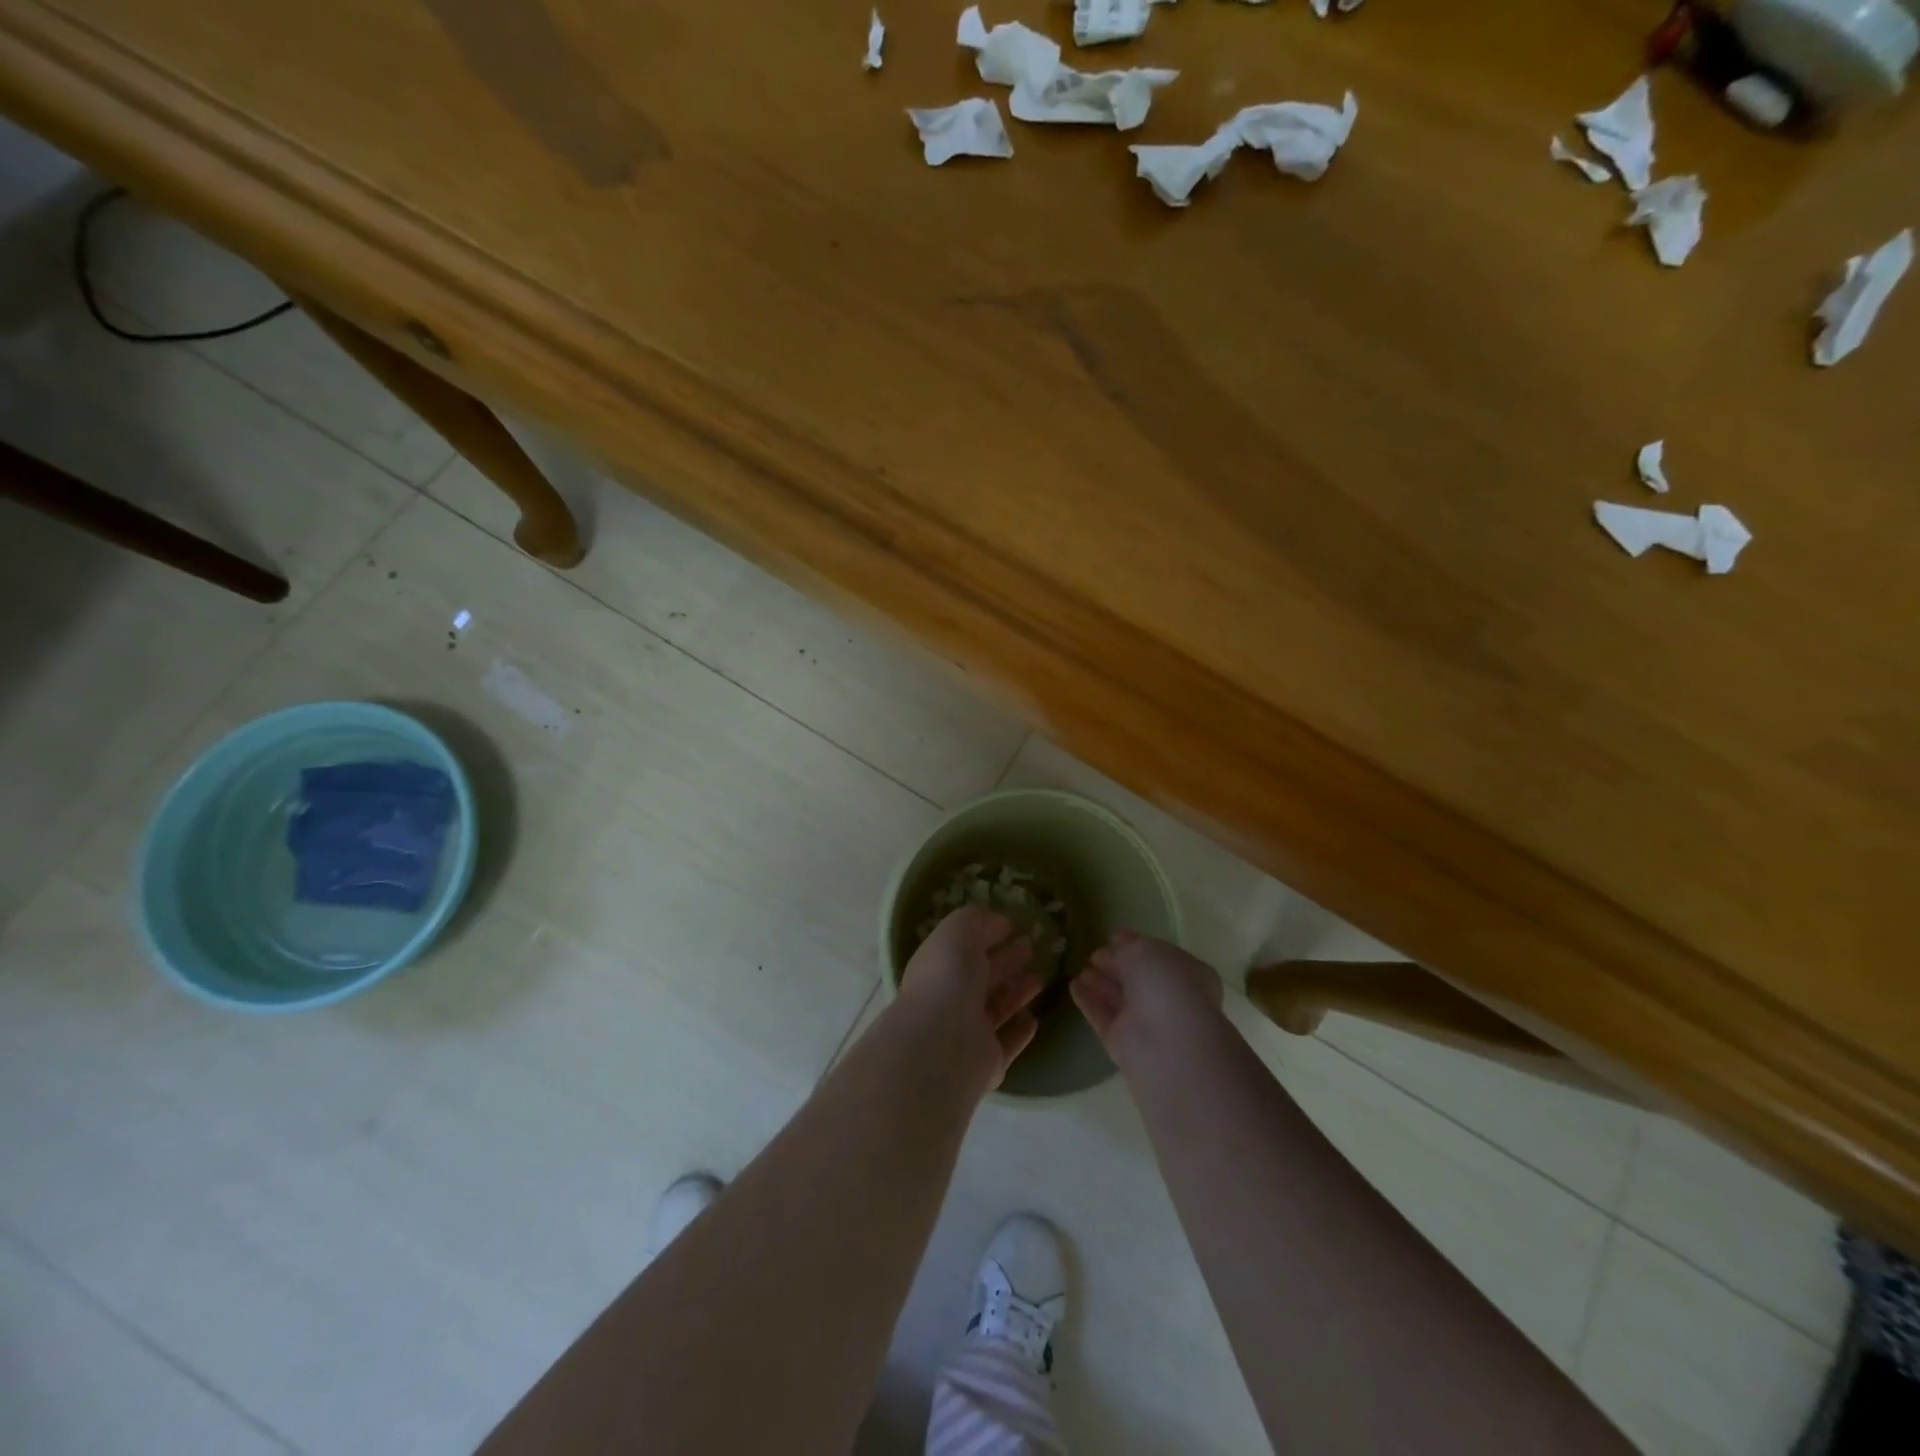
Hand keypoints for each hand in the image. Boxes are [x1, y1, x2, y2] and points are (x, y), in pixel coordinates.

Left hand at [897, 906, 1044, 1093]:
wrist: (942, 1046)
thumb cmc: (948, 978)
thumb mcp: (957, 932)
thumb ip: (974, 919)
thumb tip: (995, 920)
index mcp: (939, 965)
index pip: (966, 946)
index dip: (987, 933)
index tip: (1013, 925)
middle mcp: (951, 998)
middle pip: (983, 976)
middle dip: (1006, 960)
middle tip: (1031, 947)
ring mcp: (969, 1032)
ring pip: (997, 1007)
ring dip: (1017, 992)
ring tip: (1041, 977)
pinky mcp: (989, 1061)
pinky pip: (1008, 1041)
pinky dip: (1020, 1030)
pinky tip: (1034, 1019)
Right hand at [1071, 931, 1223, 1068]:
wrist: (1169, 1045)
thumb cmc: (1167, 986)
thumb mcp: (1146, 952)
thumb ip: (1127, 949)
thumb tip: (1113, 951)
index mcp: (1185, 973)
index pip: (1158, 956)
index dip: (1136, 945)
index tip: (1113, 937)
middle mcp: (1168, 998)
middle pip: (1136, 979)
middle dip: (1115, 965)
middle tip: (1093, 955)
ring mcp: (1145, 1022)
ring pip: (1118, 998)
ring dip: (1099, 982)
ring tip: (1080, 970)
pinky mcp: (1122, 1043)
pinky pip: (1102, 1017)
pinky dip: (1088, 1001)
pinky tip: (1073, 986)